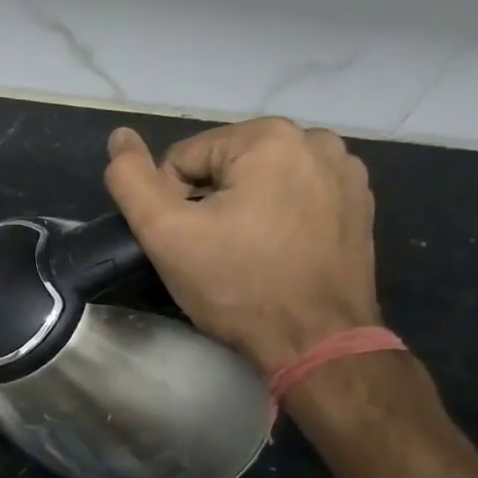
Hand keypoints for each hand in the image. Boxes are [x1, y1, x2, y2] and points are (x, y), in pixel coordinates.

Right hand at [104, 118, 379, 371]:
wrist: (316, 341)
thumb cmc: (236, 285)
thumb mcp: (165, 233)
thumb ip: (131, 179)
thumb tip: (119, 136)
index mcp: (268, 137)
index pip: (183, 159)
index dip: (170, 202)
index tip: (186, 242)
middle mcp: (315, 139)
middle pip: (223, 164)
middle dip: (207, 201)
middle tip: (211, 249)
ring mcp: (344, 170)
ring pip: (258, 178)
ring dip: (241, 206)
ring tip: (243, 250)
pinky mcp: (358, 201)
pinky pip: (294, 193)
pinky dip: (276, 213)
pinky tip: (275, 249)